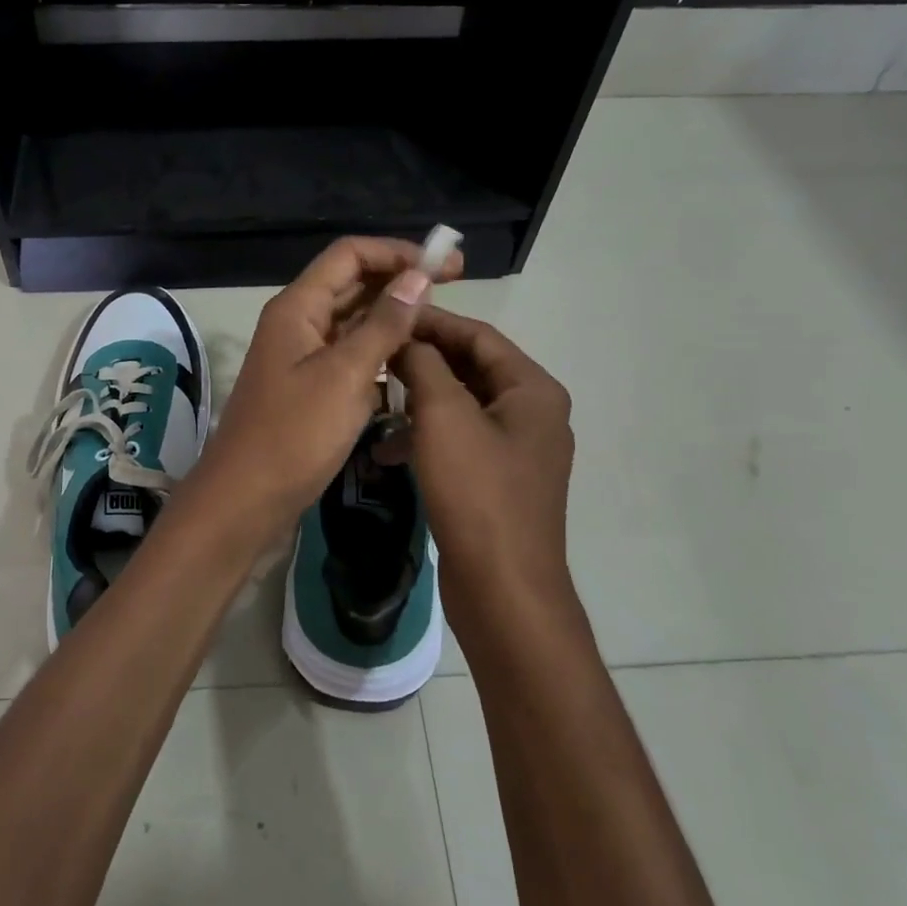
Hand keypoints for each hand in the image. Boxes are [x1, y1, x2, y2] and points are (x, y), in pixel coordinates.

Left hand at [188, 237, 462, 534]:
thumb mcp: (345, 376)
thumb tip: (418, 277)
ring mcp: (302, 357)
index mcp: (297, 308)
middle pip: (352, 284)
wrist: (246, 500)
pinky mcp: (310, 388)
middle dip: (399, 281)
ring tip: (438, 326)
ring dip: (392, 318)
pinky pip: (349, 356)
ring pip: (353, 322)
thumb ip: (383, 325)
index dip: (398, 253)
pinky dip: (379, 354)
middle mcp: (298, 323)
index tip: (447, 267)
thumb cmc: (293, 435)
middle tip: (453, 290)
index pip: (350, 255)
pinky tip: (410, 365)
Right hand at [391, 307, 575, 619]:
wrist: (503, 590)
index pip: (478, 335)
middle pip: (471, 368)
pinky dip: (426, 437)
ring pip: (460, 406)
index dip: (432, 322)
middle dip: (422, 360)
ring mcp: (516, 450)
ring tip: (374, 397)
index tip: (386, 315)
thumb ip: (424, 365)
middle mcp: (531, 413)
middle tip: (375, 352)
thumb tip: (407, 338)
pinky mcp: (497, 481)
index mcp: (532, 390)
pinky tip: (387, 449)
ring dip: (419, 399)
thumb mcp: (443, 416)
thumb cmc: (477, 493)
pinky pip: (459, 441)